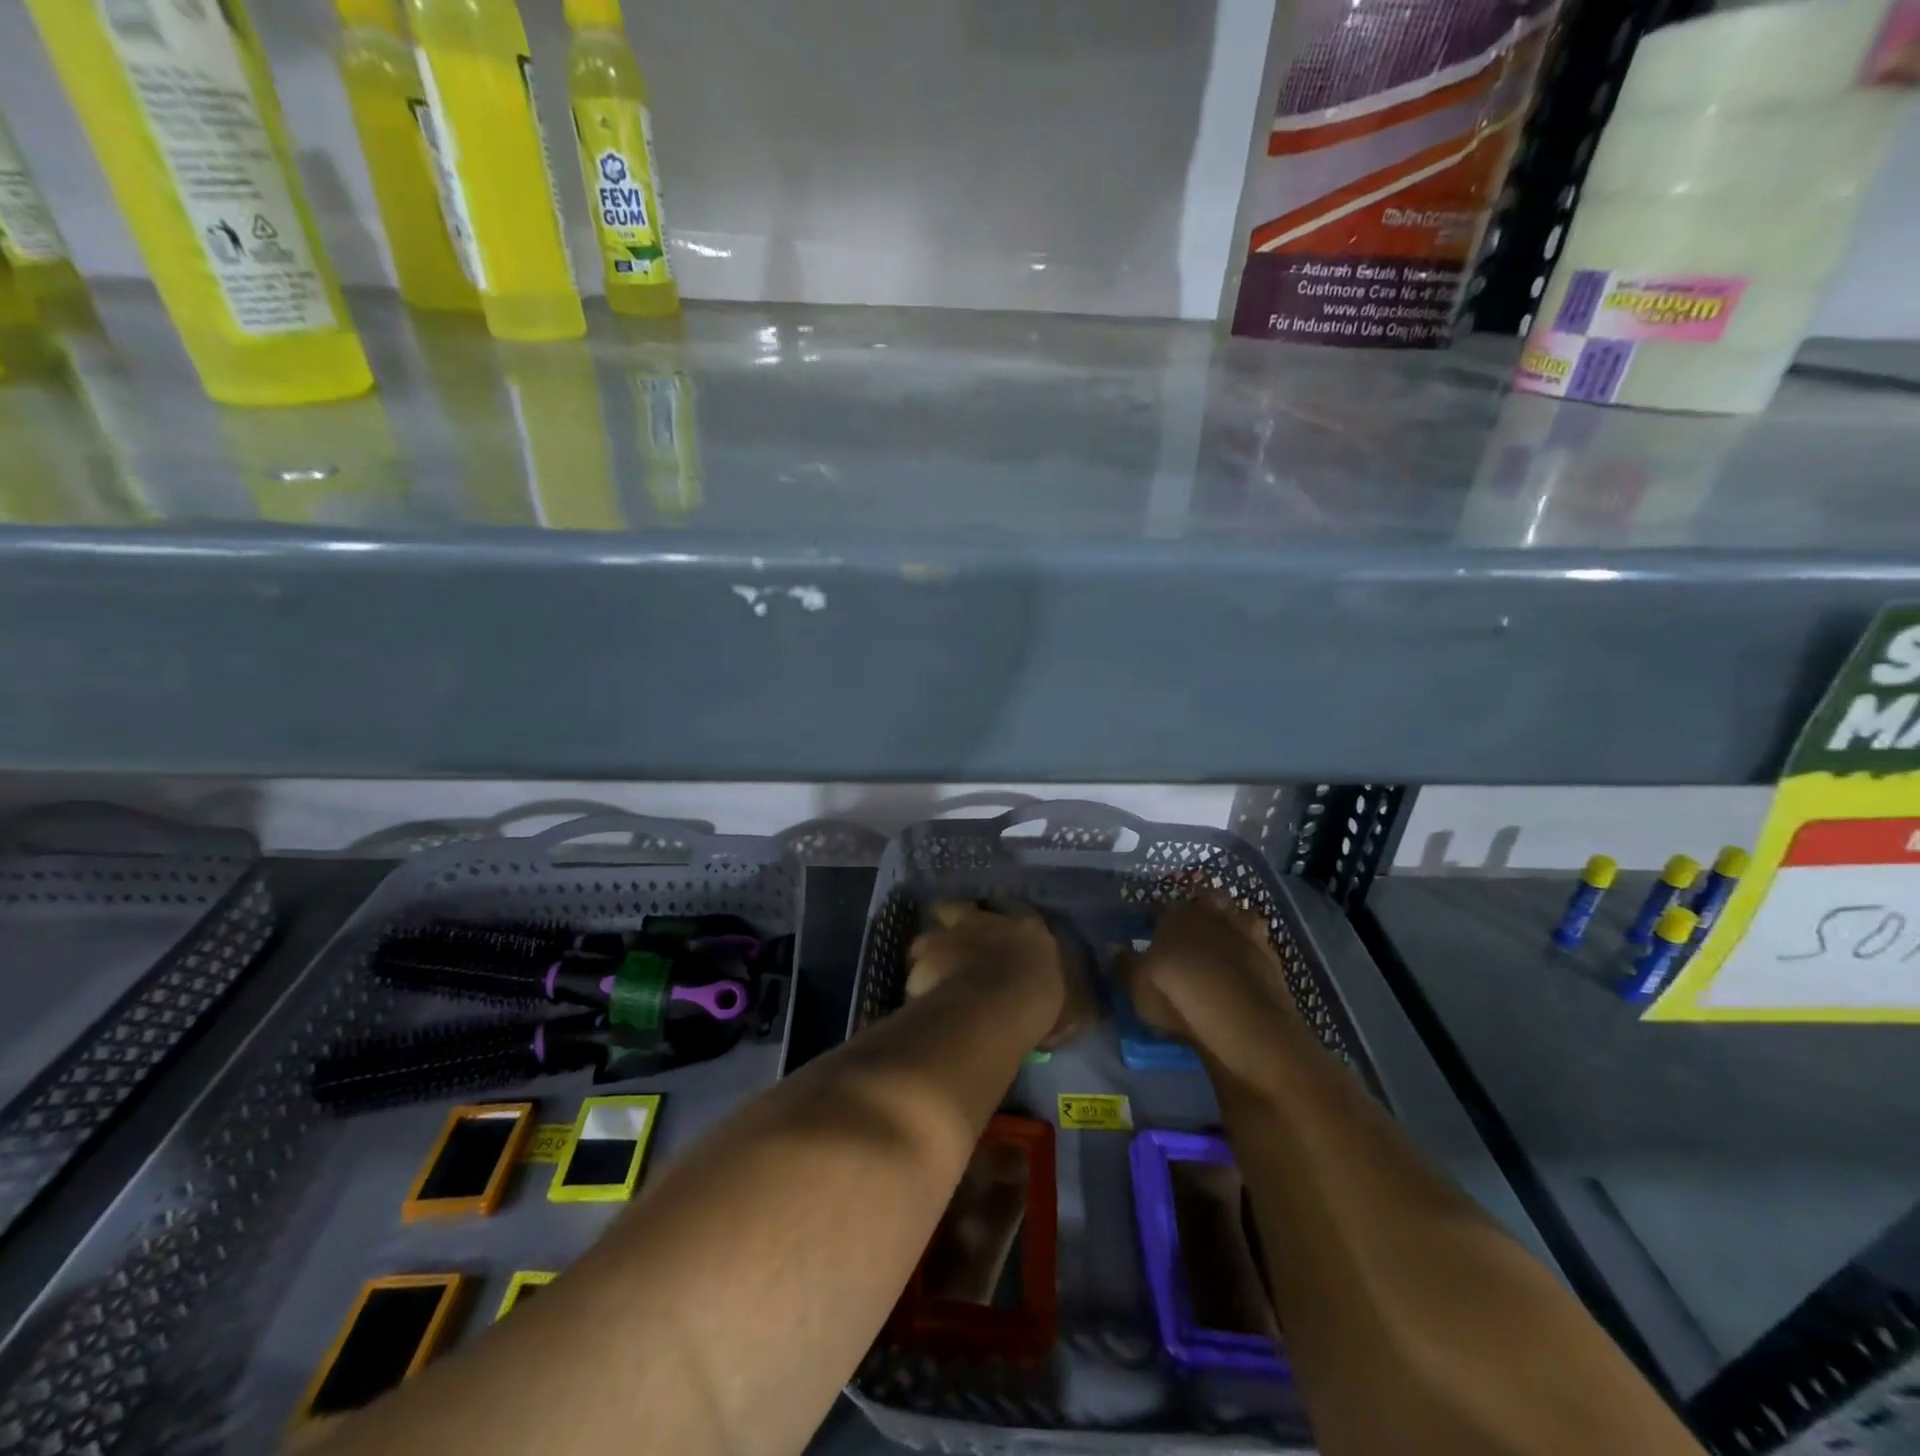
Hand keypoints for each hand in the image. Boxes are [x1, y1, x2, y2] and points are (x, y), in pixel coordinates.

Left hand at [906, 901, 1094, 1048]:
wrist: (991, 1007)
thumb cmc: (1037, 1002)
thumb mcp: (1063, 1003)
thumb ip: (1057, 999)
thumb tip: (1071, 1017)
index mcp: (1027, 927)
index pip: (1017, 912)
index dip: (1006, 923)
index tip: (1002, 939)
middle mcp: (985, 921)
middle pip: (960, 908)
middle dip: (955, 922)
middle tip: (956, 947)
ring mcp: (950, 933)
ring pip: (929, 935)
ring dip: (931, 952)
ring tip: (933, 977)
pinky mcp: (923, 954)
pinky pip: (916, 965)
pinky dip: (918, 979)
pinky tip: (920, 997)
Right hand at [1124, 891, 1296, 1048]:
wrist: (1242, 1020)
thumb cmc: (1178, 994)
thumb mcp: (1137, 985)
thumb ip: (1125, 964)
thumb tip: (1114, 947)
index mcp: (1176, 913)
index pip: (1165, 906)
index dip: (1161, 919)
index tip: (1156, 932)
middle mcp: (1212, 913)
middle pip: (1206, 900)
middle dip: (1201, 911)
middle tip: (1191, 934)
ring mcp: (1247, 931)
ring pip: (1236, 917)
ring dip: (1229, 926)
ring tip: (1220, 949)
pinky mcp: (1272, 956)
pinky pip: (1256, 945)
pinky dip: (1248, 952)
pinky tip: (1241, 969)